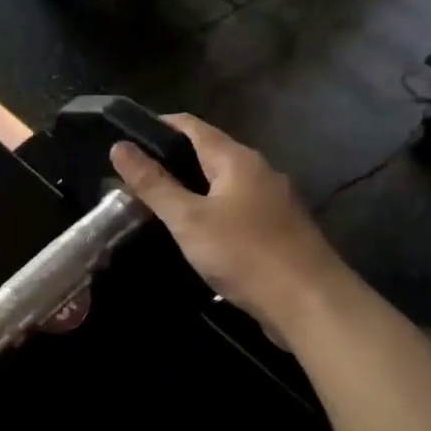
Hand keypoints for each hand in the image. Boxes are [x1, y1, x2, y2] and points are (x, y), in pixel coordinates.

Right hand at [109, 114, 344, 340]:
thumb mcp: (188, 220)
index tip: (125, 141)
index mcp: (237, 159)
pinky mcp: (277, 230)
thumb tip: (119, 147)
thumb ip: (153, 184)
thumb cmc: (244, 254)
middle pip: (207, 153)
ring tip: (155, 206)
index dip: (157, 126)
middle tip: (132, 180)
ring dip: (190, 190)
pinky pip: (235, 209)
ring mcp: (272, 201)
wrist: (311, 304)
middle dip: (170, 162)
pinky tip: (193, 234)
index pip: (191, 126)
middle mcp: (258, 171)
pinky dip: (209, 212)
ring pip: (221, 184)